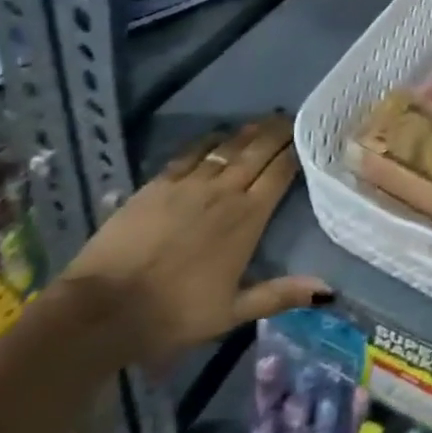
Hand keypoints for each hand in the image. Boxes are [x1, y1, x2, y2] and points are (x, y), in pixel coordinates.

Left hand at [62, 115, 330, 363]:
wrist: (104, 308)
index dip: (295, 152)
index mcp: (247, 219)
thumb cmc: (174, 314)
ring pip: (228, 146)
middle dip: (277, 132)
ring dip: (249, 132)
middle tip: (291, 118)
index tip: (307, 138)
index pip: (279, 173)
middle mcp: (224, 192)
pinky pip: (192, 152)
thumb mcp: (232, 312)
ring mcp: (189, 184)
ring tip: (263, 121)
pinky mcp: (158, 183)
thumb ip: (280, 294)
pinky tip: (217, 135)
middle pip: (258, 151)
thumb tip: (327, 289)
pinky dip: (209, 141)